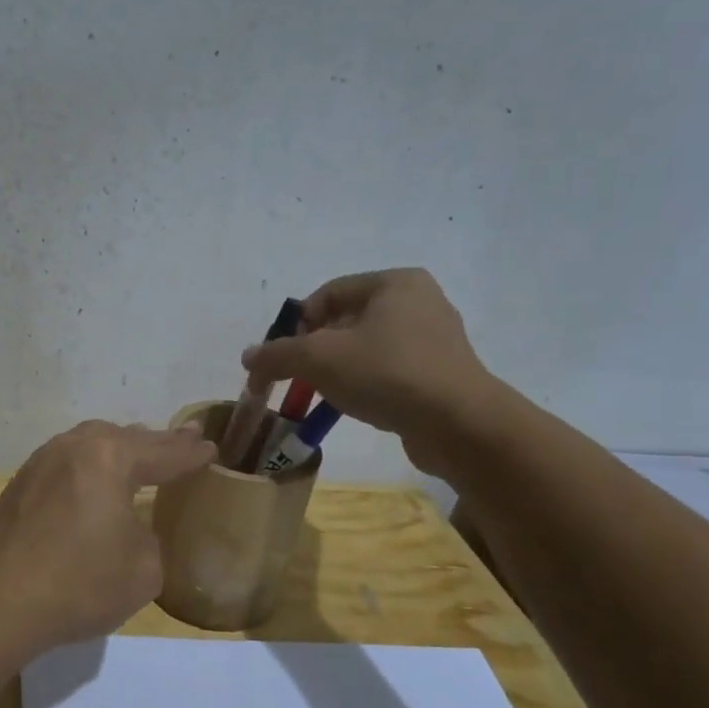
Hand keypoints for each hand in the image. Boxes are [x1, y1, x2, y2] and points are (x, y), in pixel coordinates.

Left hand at [0, 421, 215, 650]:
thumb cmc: (79, 584)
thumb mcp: (143, 569)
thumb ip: (148, 538)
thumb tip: (129, 530)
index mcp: (109, 458)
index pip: (163, 453)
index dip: (191, 454)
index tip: (210, 449)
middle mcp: (73, 448)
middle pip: (125, 438)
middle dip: (157, 442)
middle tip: (184, 439)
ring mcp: (40, 464)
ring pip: (90, 445)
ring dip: (119, 448)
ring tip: (140, 451)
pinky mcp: (19, 487)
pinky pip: (66, 464)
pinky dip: (90, 467)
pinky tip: (93, 480)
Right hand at [242, 268, 504, 478]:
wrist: (459, 424)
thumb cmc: (386, 374)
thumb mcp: (319, 359)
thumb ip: (277, 355)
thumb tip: (249, 358)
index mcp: (394, 283)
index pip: (326, 294)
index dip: (295, 326)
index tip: (282, 359)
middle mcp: (418, 302)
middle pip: (344, 322)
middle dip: (314, 352)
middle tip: (297, 380)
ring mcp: (434, 338)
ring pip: (365, 349)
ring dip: (336, 371)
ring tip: (322, 398)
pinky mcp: (440, 373)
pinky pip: (388, 371)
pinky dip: (364, 385)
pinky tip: (355, 407)